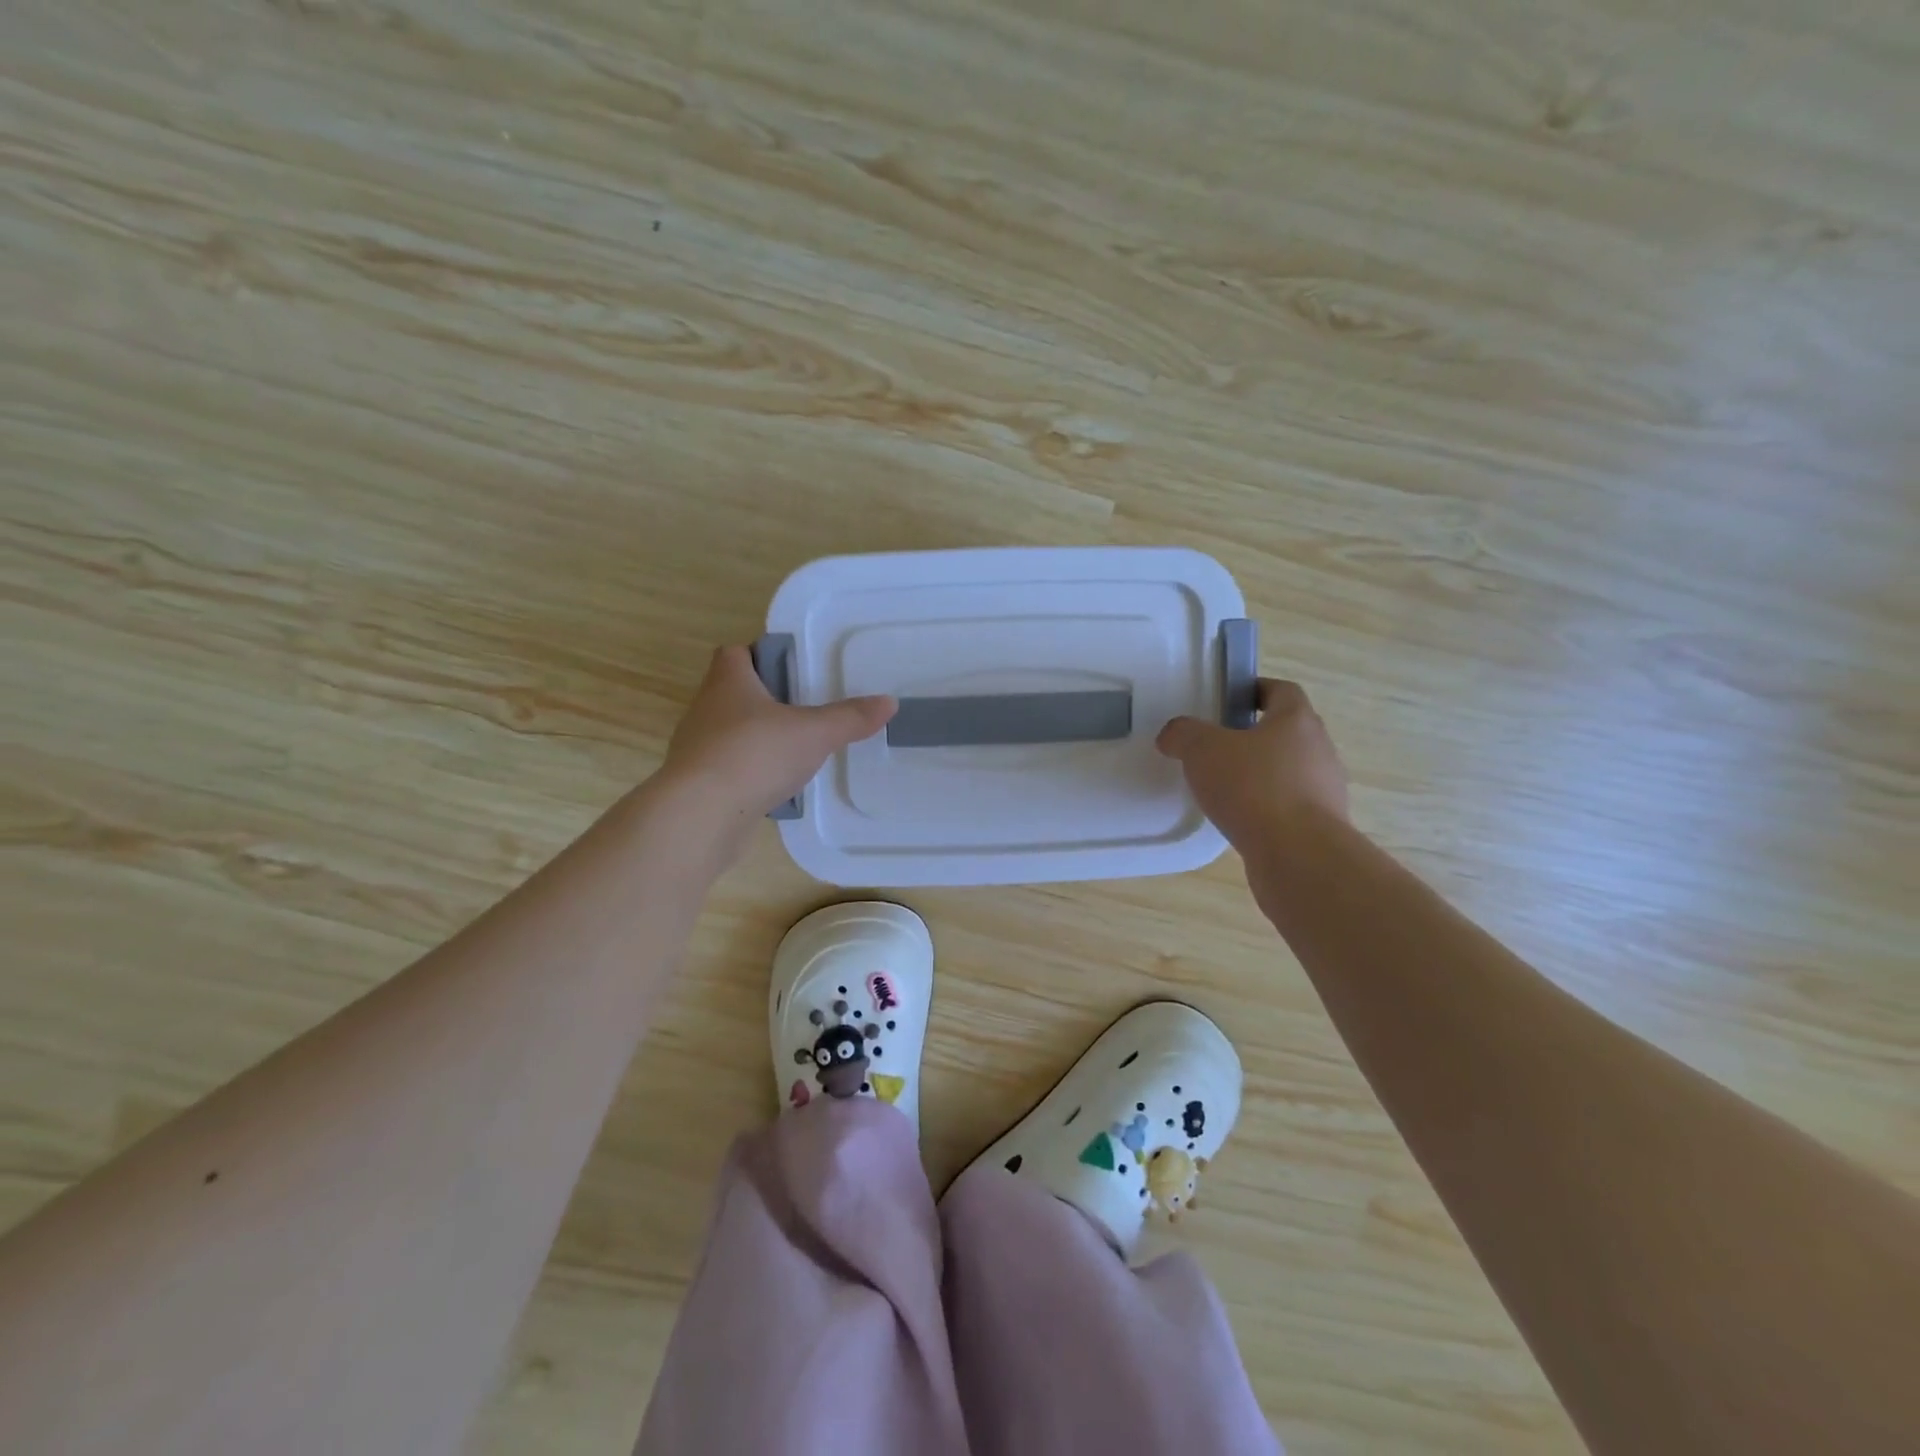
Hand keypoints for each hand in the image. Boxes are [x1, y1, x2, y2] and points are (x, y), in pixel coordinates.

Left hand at [662, 645, 895, 819]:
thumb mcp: (814, 733)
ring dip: (756, 739)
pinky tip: (775, 788)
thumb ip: (850, 718)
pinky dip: (749, 774)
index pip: (734, 653)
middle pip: (733, 693)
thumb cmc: (755, 755)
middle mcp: (705, 709)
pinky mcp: (697, 784)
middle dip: (764, 700)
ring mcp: (696, 748)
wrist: (701, 815)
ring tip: (794, 751)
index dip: (758, 655)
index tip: (789, 669)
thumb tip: (889, 703)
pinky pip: (728, 769)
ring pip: (730, 733)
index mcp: (728, 682)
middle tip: (803, 710)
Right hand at [1156, 679, 1347, 849]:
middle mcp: (1319, 749)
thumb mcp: (1203, 750)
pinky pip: (1288, 806)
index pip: (1282, 691)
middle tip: (1217, 746)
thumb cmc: (1253, 788)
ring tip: (1224, 788)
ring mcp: (1325, 790)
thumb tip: (1173, 734)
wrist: (1298, 855)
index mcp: (1296, 720)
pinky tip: (1239, 820)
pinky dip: (1266, 808)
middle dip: (1254, 736)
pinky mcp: (1320, 826)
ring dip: (1261, 775)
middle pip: (1287, 732)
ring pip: (1289, 771)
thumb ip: (1184, 734)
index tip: (1228, 700)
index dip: (1255, 690)